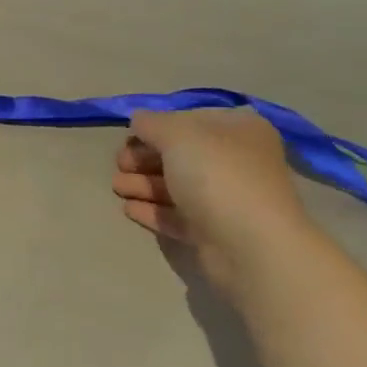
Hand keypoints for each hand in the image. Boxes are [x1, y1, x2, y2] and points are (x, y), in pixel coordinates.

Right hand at [112, 108, 311, 281]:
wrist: (251, 246)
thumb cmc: (217, 176)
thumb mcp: (177, 134)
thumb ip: (151, 123)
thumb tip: (138, 120)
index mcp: (238, 130)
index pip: (191, 120)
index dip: (158, 126)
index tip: (130, 135)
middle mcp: (236, 161)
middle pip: (181, 155)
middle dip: (145, 158)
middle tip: (119, 164)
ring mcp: (227, 200)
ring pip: (177, 186)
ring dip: (143, 184)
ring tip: (116, 187)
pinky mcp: (215, 233)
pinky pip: (178, 216)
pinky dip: (153, 210)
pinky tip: (128, 209)